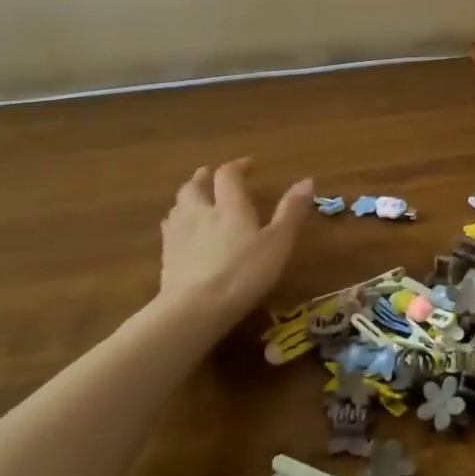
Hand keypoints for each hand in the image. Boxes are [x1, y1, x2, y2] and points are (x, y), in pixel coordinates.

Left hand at [158, 159, 313, 315]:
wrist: (195, 309)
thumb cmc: (244, 273)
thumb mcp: (278, 243)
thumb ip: (291, 212)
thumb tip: (308, 180)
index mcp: (229, 206)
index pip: (228, 175)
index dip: (238, 166)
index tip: (249, 165)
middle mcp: (201, 212)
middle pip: (195, 186)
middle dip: (205, 177)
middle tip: (211, 175)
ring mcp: (179, 235)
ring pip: (178, 205)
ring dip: (188, 196)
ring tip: (195, 199)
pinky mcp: (166, 257)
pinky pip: (168, 229)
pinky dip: (176, 221)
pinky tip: (179, 231)